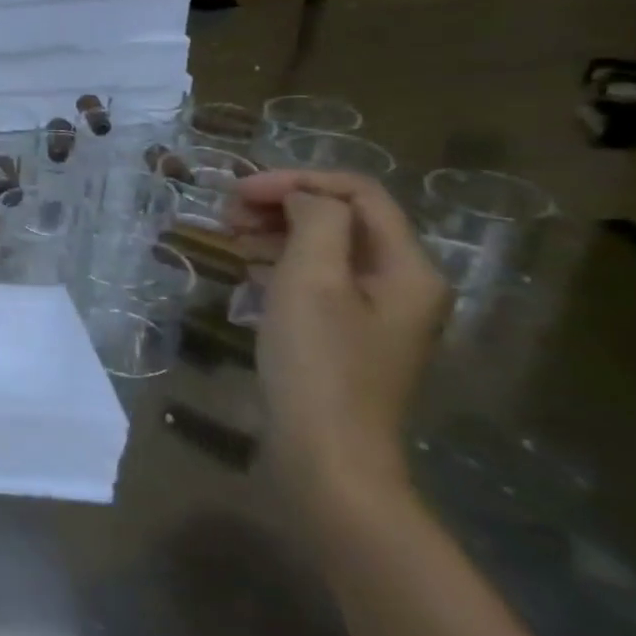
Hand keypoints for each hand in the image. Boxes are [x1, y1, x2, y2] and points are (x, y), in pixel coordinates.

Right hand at [226, 171, 449, 514]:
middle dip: (284, 205)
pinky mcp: (349, 335)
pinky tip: (247, 273)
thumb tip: (303, 198)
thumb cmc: (318, 363)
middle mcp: (402, 283)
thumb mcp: (312, 281)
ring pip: (328, 248)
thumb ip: (315, 222)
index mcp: (408, 267)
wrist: (327, 455)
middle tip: (227, 214)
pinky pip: (319, 280)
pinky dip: (281, 265)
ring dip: (278, 233)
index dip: (296, 181)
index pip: (358, 194)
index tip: (238, 191)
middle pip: (344, 218)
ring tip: (230, 239)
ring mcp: (378, 312)